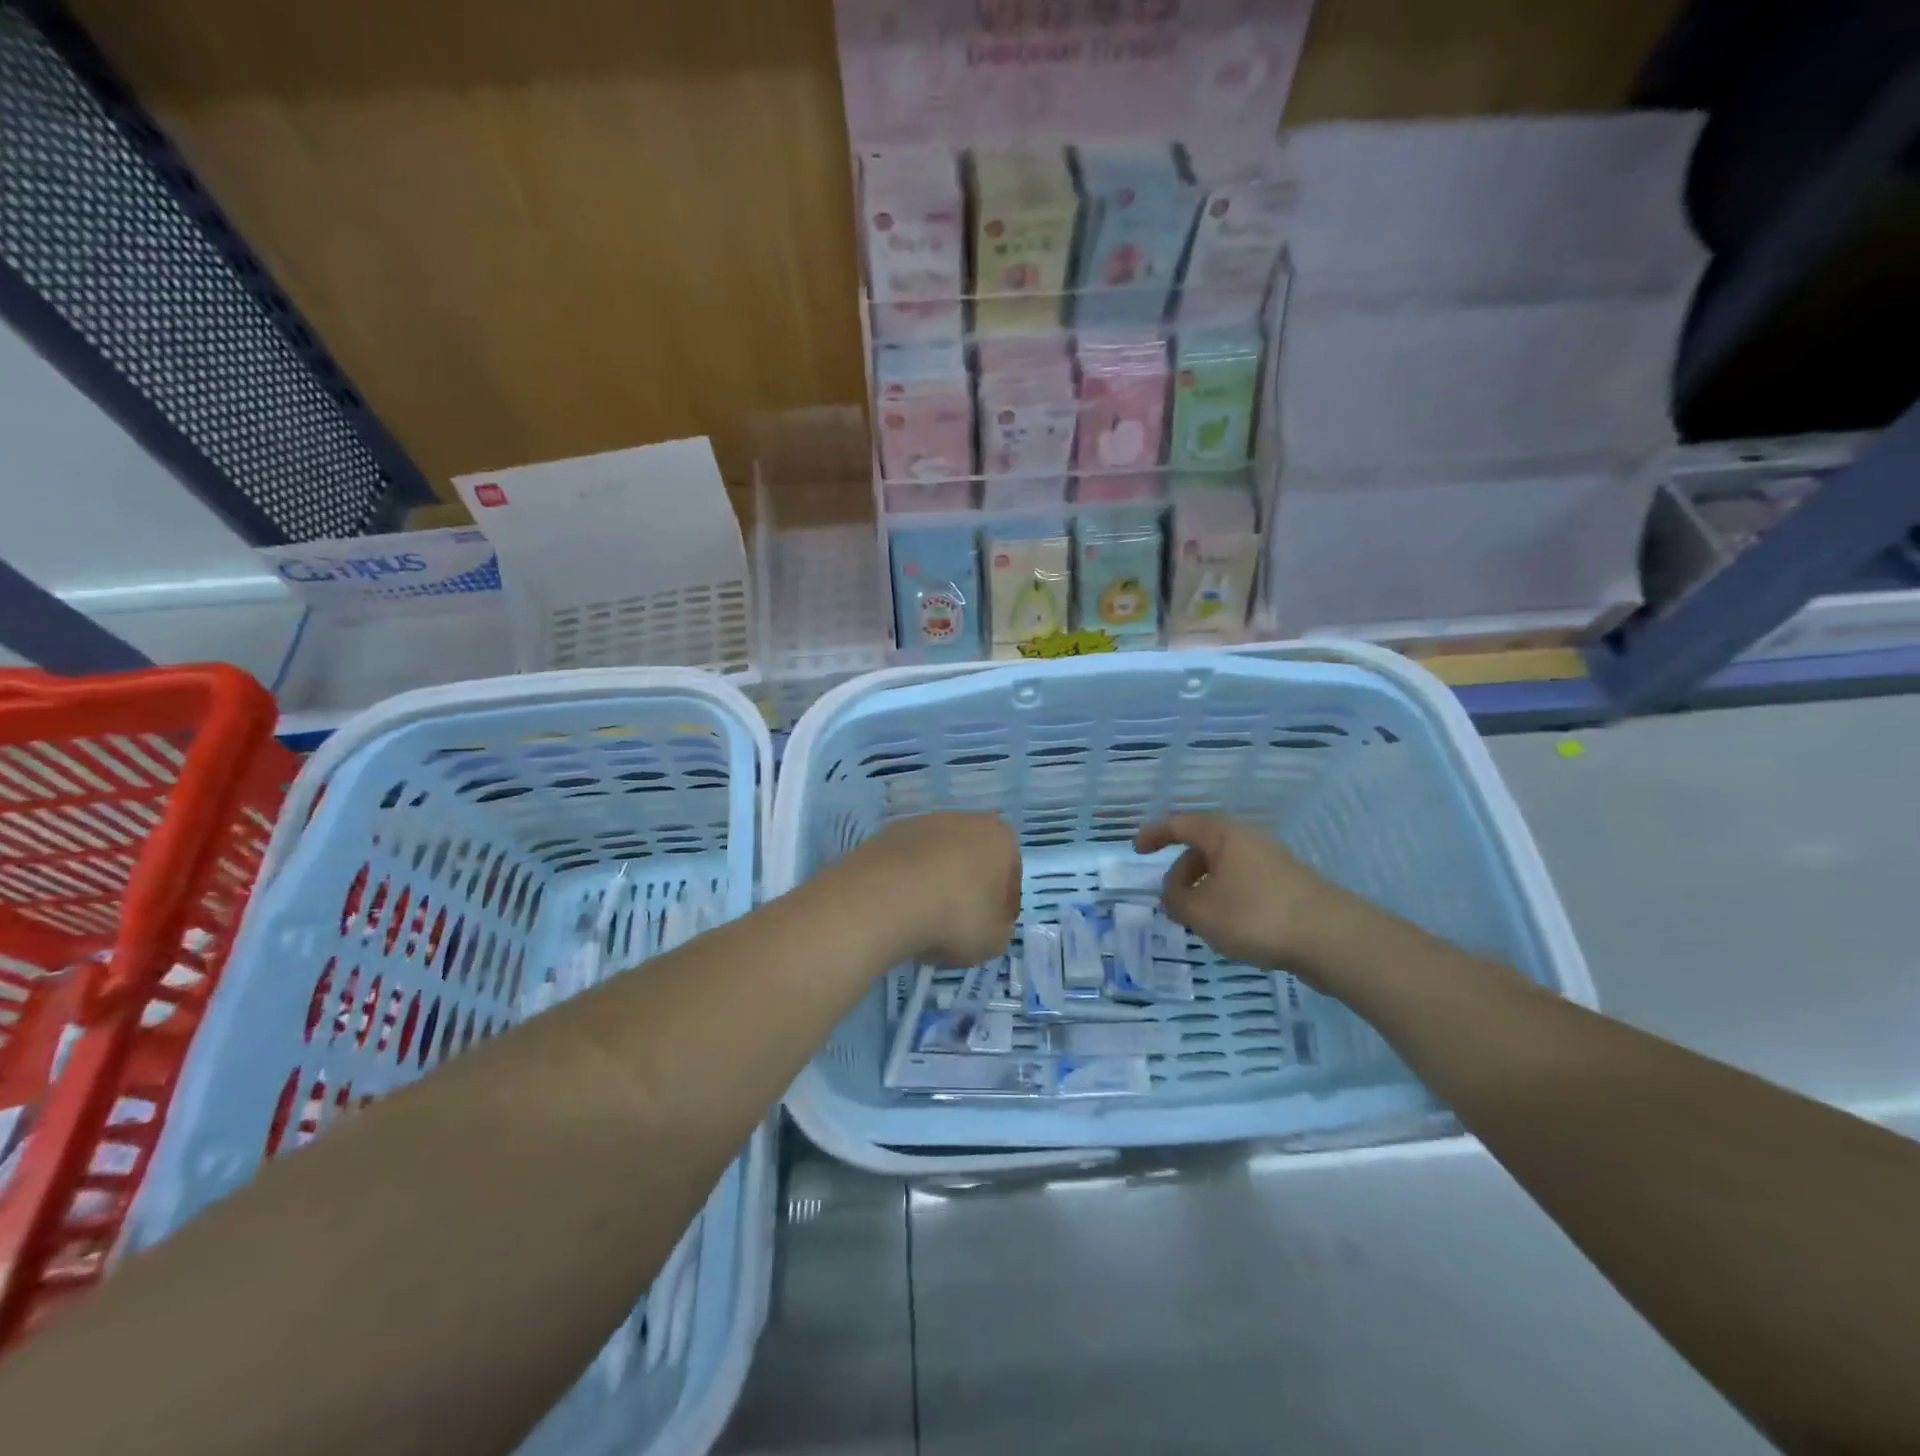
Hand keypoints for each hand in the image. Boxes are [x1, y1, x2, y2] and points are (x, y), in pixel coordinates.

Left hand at [844, 812, 1021, 966]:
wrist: (885, 899)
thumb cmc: (955, 916)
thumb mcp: (994, 939)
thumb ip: (999, 928)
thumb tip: (988, 921)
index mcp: (1000, 837)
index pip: (1010, 877)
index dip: (1002, 908)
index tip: (989, 930)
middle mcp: (964, 819)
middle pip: (973, 861)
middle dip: (967, 889)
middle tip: (956, 927)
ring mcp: (922, 823)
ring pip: (938, 859)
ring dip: (935, 884)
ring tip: (922, 921)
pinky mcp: (887, 833)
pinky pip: (907, 864)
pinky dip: (907, 883)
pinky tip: (899, 909)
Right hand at [1135, 814, 1367, 985]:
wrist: (1332, 938)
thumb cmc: (1256, 915)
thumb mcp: (1200, 912)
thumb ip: (1174, 901)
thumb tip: (1172, 895)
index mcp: (1223, 835)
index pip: (1179, 824)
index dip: (1154, 834)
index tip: (1137, 850)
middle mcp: (1247, 841)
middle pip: (1202, 849)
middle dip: (1181, 874)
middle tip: (1173, 904)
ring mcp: (1271, 863)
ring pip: (1224, 871)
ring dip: (1204, 892)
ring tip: (1202, 924)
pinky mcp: (1287, 887)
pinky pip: (1244, 886)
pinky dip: (1227, 901)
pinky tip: (1233, 932)